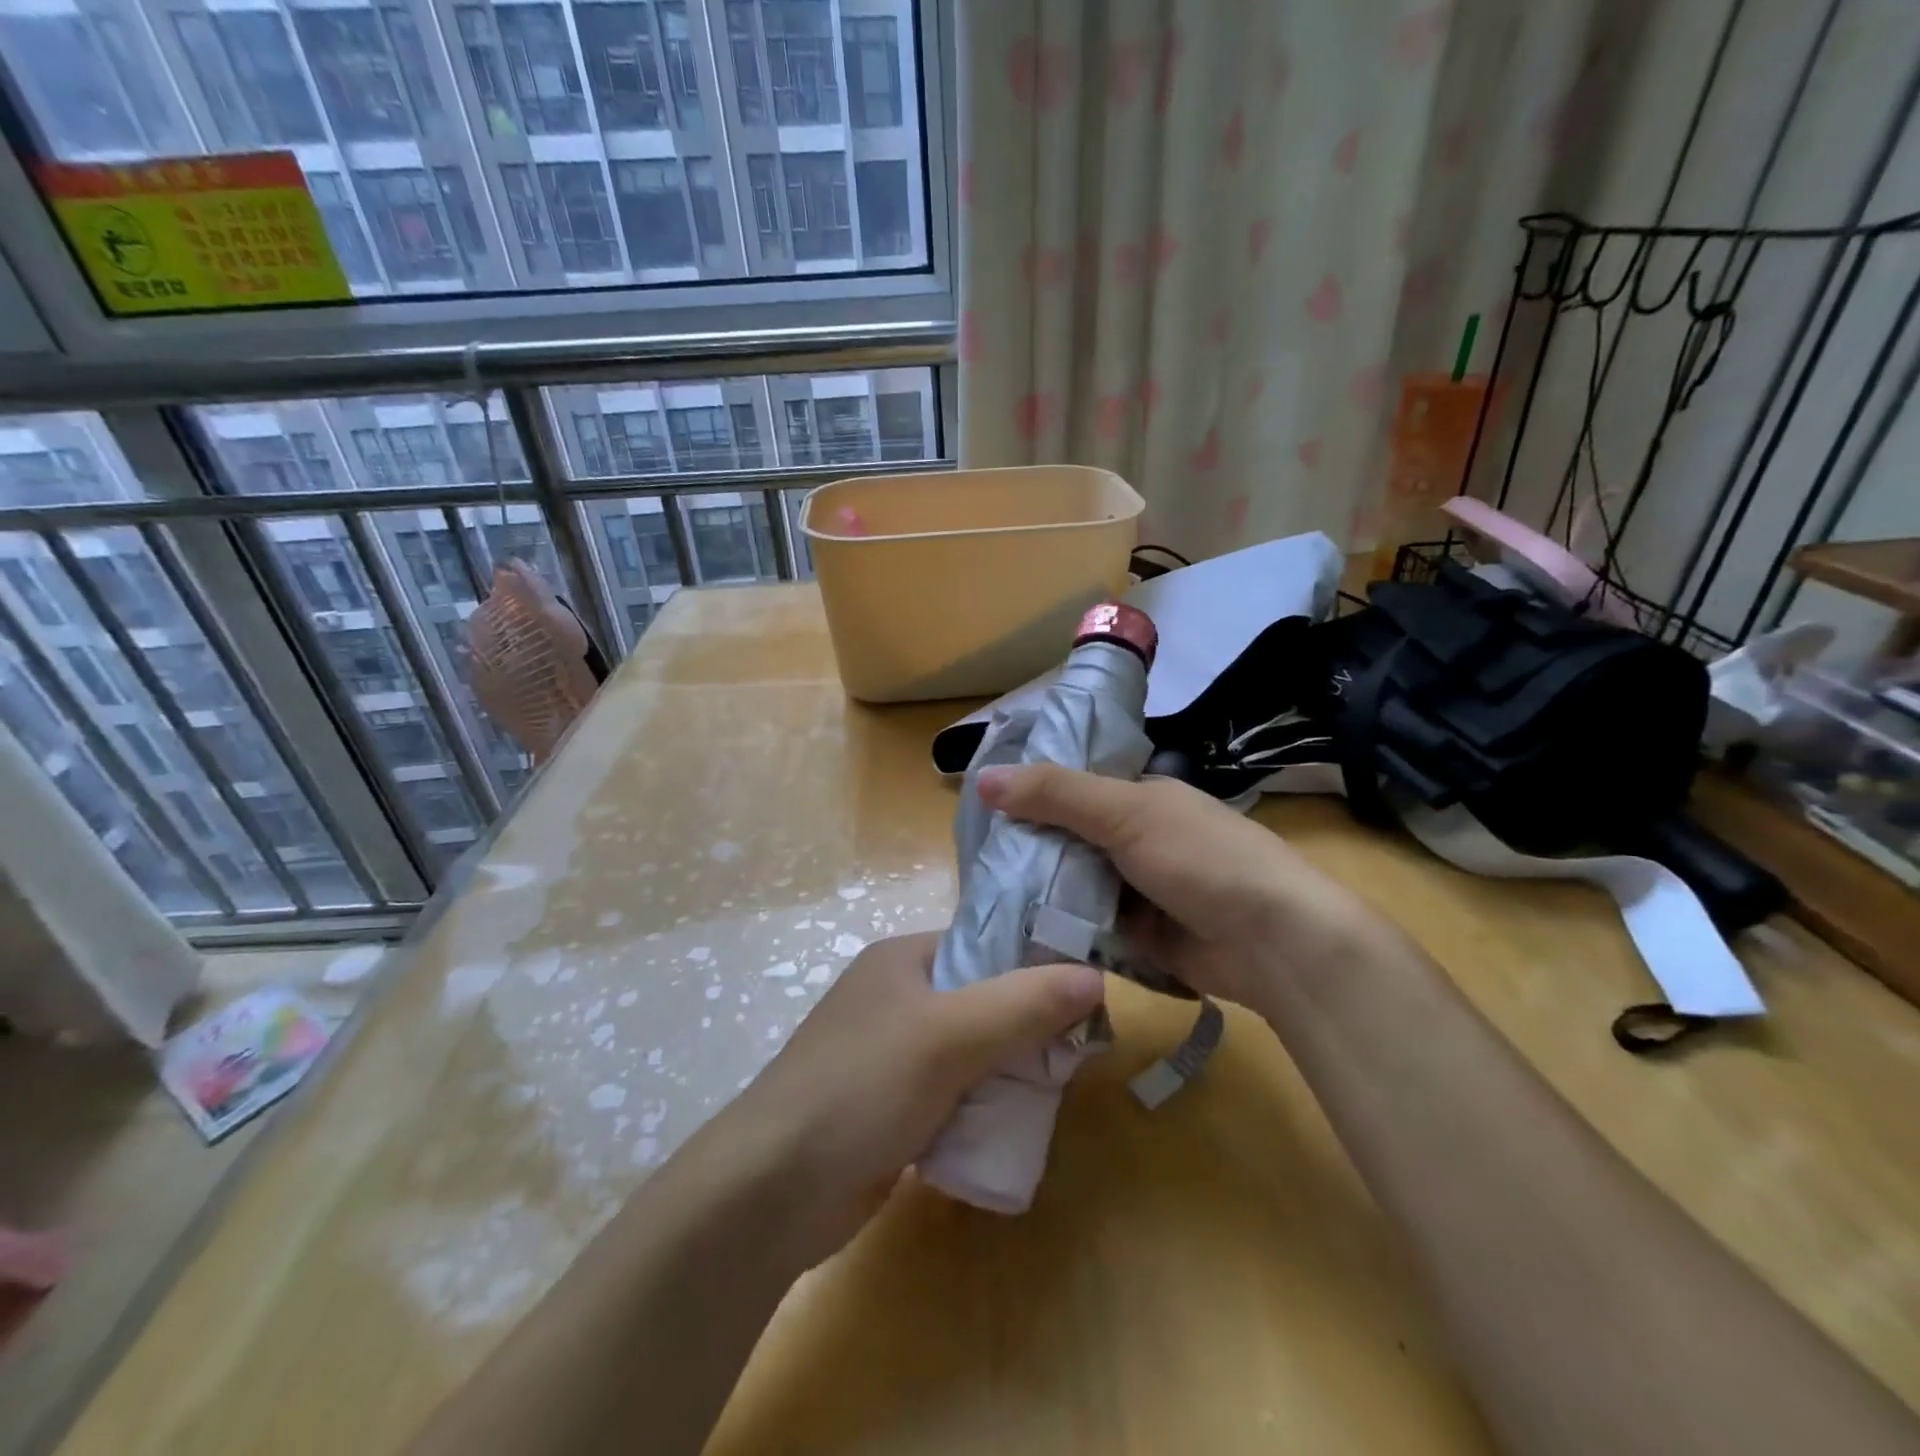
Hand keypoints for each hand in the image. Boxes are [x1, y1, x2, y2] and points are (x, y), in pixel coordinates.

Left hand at [702, 931, 1101, 1266]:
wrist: (771, 1191)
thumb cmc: (862, 1086)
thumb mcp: (949, 1035)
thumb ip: (1024, 1004)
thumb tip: (1096, 976)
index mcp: (903, 959)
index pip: (985, 945)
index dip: (1035, 966)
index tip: (1084, 999)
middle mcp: (895, 998)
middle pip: (982, 1001)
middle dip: (1025, 1029)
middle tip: (1074, 1056)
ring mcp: (890, 1056)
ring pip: (970, 1053)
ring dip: (1006, 1074)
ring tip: (1051, 1095)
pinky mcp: (889, 1108)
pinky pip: (952, 1096)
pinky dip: (979, 1109)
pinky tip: (1009, 1129)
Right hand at [976, 763, 1383, 1017]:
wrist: (1274, 942)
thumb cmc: (1202, 858)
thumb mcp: (1126, 813)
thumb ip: (1056, 794)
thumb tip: (983, 778)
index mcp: (1138, 798)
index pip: (1069, 788)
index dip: (1026, 794)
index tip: (976, 809)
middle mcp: (1134, 838)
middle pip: (1065, 839)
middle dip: (1024, 849)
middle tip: (969, 862)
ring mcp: (1135, 889)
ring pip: (1071, 884)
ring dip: (1037, 892)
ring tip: (978, 899)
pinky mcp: (1136, 936)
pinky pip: (1085, 926)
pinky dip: (1058, 929)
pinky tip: (1013, 934)